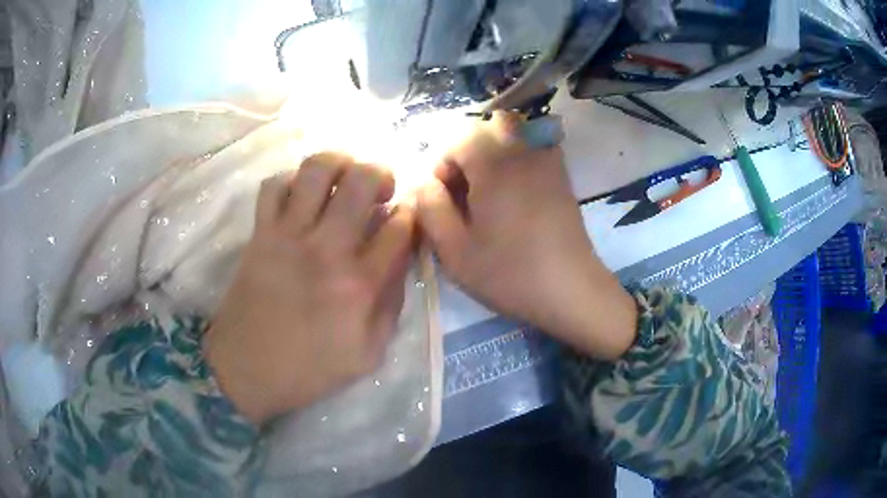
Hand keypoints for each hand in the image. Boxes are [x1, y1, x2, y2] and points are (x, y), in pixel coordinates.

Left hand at [204, 153, 414, 424]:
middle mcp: (327, 249)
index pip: (400, 228)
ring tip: (344, 178)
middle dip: (382, 173)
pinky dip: (291, 180)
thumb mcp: (368, 354)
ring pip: (317, 170)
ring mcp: (288, 236)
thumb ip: (390, 306)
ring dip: (340, 163)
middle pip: (362, 181)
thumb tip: (400, 262)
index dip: (410, 215)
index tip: (407, 217)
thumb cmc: (309, 370)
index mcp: (360, 285)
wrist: (245, 371)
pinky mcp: (260, 234)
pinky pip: (274, 186)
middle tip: (381, 189)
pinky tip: (301, 196)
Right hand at [417, 114, 636, 359]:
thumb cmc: (509, 273)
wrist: (570, 289)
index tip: (444, 199)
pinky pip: (534, 149)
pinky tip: (516, 194)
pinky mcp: (562, 176)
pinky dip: (518, 160)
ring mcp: (547, 161)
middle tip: (466, 194)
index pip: (458, 139)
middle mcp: (522, 152)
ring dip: (492, 156)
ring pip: (512, 135)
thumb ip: (430, 208)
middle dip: (467, 155)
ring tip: (490, 194)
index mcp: (493, 166)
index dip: (443, 165)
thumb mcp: (455, 250)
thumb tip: (424, 182)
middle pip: (486, 130)